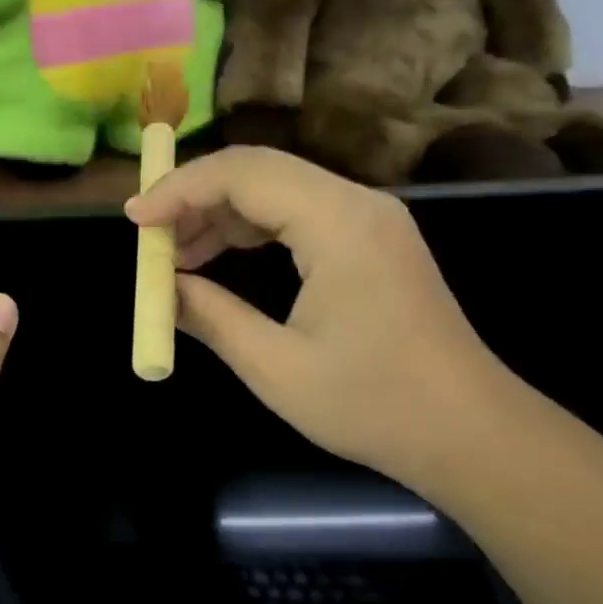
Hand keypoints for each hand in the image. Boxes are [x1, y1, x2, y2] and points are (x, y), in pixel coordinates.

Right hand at [125, 147, 508, 490]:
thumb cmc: (373, 404)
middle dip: (195, 199)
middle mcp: (357, 203)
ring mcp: (370, 219)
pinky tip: (220, 259)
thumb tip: (163, 291)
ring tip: (176, 257)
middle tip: (149, 241)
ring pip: (277, 190)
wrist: (469, 432)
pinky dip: (253, 229)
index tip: (134, 220)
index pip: (242, 174)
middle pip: (259, 171)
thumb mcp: (275, 367)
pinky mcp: (373, 240)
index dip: (179, 190)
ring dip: (221, 215)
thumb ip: (211, 317)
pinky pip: (299, 213)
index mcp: (338, 222)